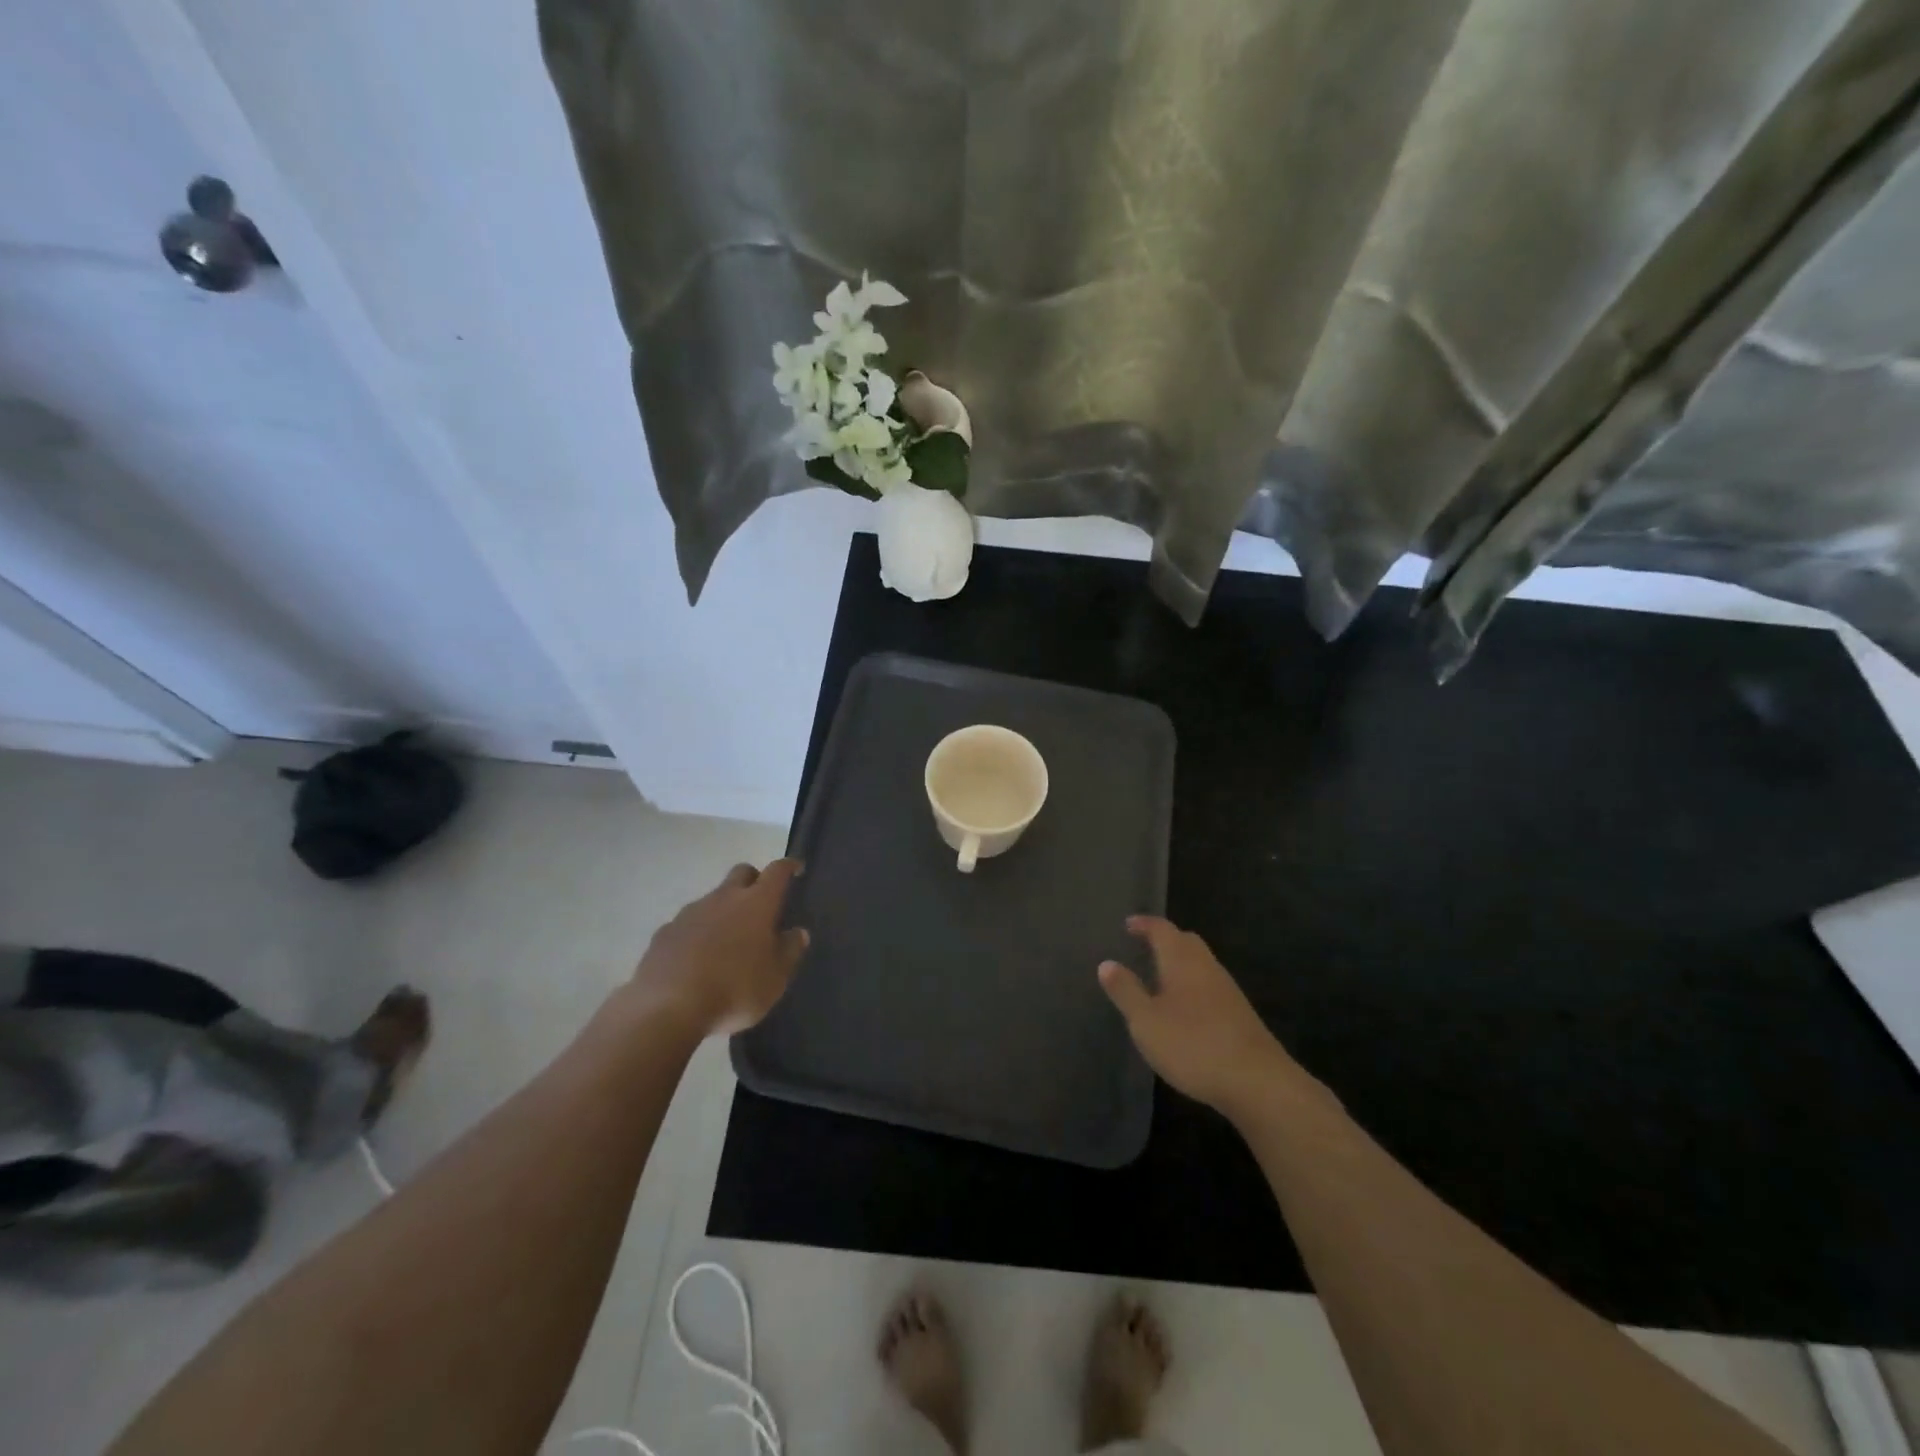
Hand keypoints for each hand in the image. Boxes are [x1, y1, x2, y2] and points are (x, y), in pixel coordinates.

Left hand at [631, 859, 808, 1035]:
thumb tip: (798, 932)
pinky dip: (698, 932)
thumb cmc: (734, 990)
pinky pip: (688, 923)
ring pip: (713, 898)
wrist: (666, 1008)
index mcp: (757, 904)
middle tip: (762, 904)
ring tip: (728, 940)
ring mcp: (690, 913)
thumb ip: (790, 951)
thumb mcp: (775, 979)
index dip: (789, 866)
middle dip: (755, 880)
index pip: (778, 871)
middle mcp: (724, 898)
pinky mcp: (665, 932)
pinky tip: (697, 958)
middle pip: (742, 872)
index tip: (796, 869)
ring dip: (724, 909)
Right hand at [1098, 915, 1297, 1118]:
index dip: (1144, 924)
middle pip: (1186, 941)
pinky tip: (1185, 1007)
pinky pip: (1210, 985)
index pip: (1162, 929)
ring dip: (1181, 962)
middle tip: (1145, 945)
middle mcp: (1207, 967)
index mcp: (1182, 961)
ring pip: (1201, 963)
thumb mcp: (1146, 1021)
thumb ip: (1126, 991)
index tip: (1128, 924)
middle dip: (1166, 938)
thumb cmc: (1193, 1045)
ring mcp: (1228, 991)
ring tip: (1160, 976)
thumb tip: (1106, 963)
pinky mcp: (1240, 1014)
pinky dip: (1193, 984)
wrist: (1258, 1082)